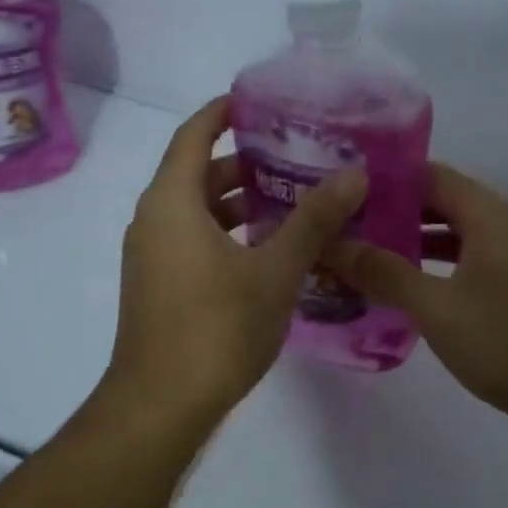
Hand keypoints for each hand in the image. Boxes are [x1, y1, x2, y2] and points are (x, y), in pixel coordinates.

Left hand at [107, 97, 365, 427]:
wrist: (160, 406)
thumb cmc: (216, 329)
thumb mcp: (275, 270)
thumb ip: (314, 219)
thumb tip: (355, 173)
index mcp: (171, 202)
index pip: (194, 134)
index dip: (224, 112)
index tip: (262, 101)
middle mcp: (153, 220)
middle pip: (198, 172)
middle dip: (246, 161)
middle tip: (298, 154)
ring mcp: (152, 255)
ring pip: (198, 210)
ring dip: (240, 202)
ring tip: (295, 199)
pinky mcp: (158, 284)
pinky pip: (193, 238)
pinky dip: (227, 232)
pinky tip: (270, 249)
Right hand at [328, 163, 507, 430]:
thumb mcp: (438, 308)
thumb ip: (384, 272)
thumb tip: (331, 242)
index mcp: (489, 217)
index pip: (429, 174)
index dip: (384, 178)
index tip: (339, 190)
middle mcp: (501, 230)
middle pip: (437, 205)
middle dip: (389, 213)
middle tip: (339, 226)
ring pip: (448, 240)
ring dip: (406, 245)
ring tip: (357, 257)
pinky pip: (460, 270)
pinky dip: (428, 274)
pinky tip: (397, 295)